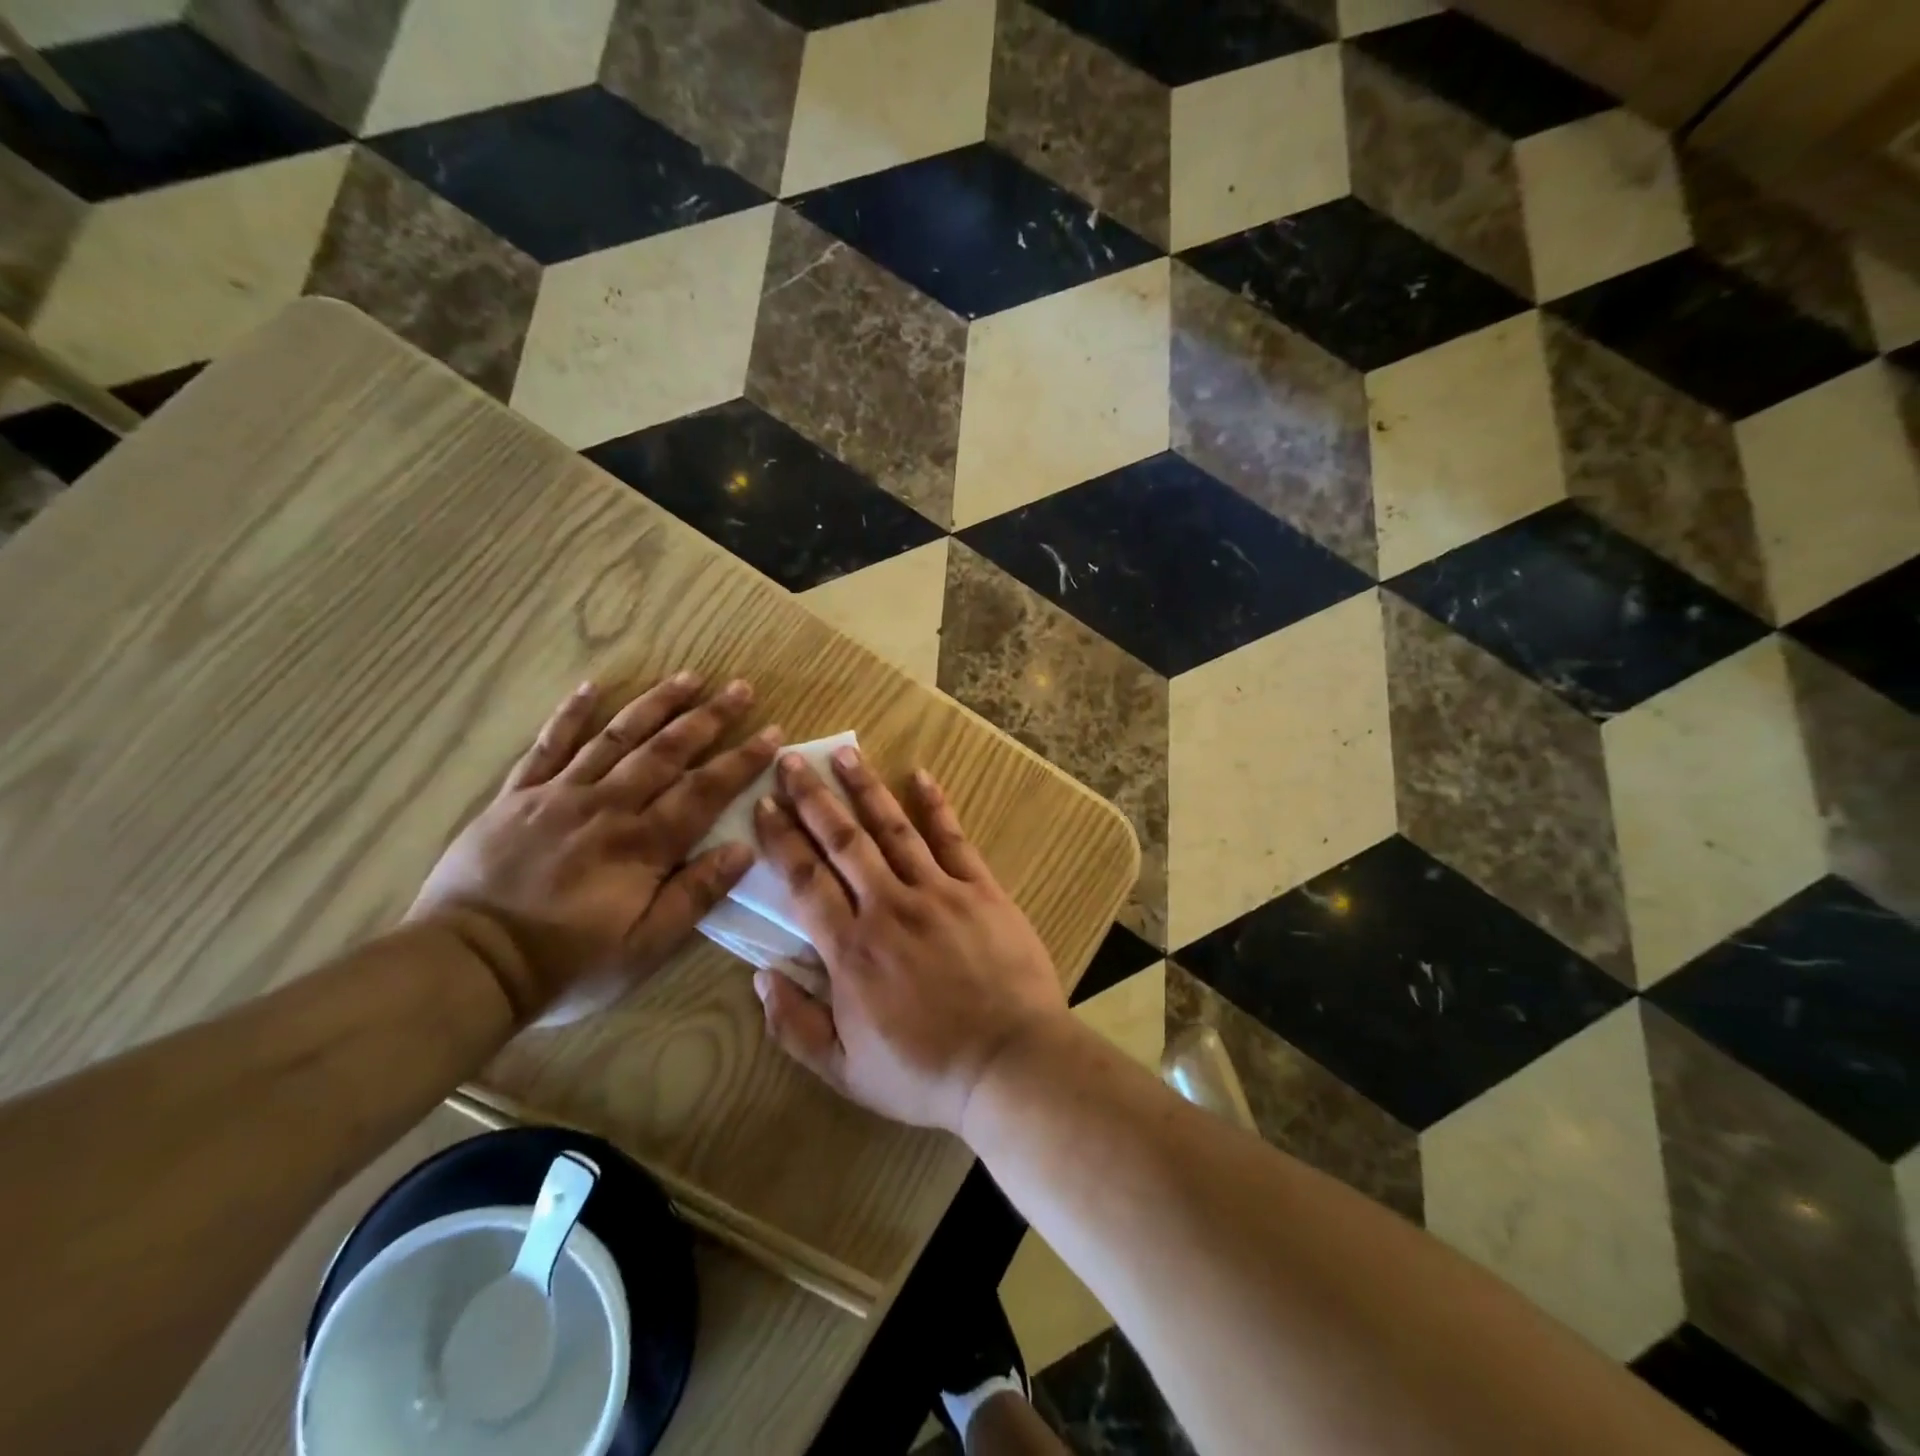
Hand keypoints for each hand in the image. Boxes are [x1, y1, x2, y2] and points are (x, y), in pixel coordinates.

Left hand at [409, 675, 779, 1025]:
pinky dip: (570, 714)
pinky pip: (548, 745)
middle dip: (709, 718)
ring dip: (656, 704)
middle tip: (740, 688)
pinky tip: (591, 686)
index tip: (773, 732)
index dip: (742, 760)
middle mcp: (607, 806)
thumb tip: (745, 849)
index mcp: (642, 843)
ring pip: (617, 737)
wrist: (469, 965)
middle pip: (667, 751)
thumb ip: (695, 895)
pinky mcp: (517, 796)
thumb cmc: (568, 964)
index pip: (705, 790)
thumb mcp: (646, 946)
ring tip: (688, 676)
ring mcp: (559, 794)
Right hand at [750, 746, 1069, 1132]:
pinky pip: (953, 838)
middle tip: (791, 759)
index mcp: (850, 949)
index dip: (781, 838)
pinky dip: (935, 805)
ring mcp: (938, 892)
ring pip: (893, 829)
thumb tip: (760, 975)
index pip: (804, 879)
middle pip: (842, 841)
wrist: (1008, 1065)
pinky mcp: (980, 890)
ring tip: (844, 753)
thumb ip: (794, 1024)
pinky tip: (920, 775)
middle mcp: (888, 907)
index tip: (764, 804)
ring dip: (865, 789)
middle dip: (813, 797)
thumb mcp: (843, 1071)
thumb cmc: (923, 1073)